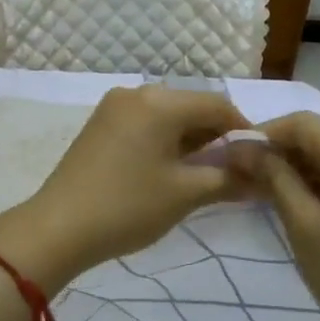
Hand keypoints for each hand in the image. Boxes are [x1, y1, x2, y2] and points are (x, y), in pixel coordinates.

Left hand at [0, 86, 251, 293]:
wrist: (57, 227)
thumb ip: (228, 179)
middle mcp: (136, 93)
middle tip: (233, 171)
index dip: (243, 130)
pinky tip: (170, 168)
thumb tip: (261, 178)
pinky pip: (145, 122)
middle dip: (216, 136)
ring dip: (190, 139)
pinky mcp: (100, 124)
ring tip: (204, 173)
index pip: (218, 105)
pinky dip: (165, 140)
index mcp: (160, 102)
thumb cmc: (127, 207)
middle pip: (191, 106)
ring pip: (167, 115)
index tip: (258, 161)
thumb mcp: (185, 194)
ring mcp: (113, 107)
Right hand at [253, 112, 319, 320]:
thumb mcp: (304, 226)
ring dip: (302, 165)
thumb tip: (242, 147)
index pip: (305, 123)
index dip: (265, 133)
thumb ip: (274, 177)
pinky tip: (302, 199)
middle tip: (247, 176)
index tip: (236, 156)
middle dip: (282, 150)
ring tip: (269, 190)